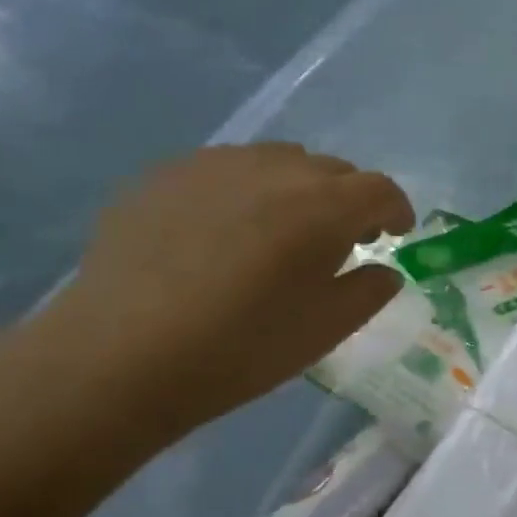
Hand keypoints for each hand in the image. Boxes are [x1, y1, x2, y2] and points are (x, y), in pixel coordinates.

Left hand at [31, 144, 413, 439]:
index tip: (395, 234)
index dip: (396, 209)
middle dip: (348, 200)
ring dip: (297, 189)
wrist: (120, 355)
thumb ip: (369, 291)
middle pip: (331, 170)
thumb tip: (383, 269)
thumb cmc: (240, 348)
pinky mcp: (166, 174)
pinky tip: (223, 232)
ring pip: (278, 161)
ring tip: (280, 231)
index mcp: (323, 207)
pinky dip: (245, 191)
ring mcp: (215, 164)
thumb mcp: (326, 330)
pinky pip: (226, 170)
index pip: (379, 189)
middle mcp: (275, 169)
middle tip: (340, 240)